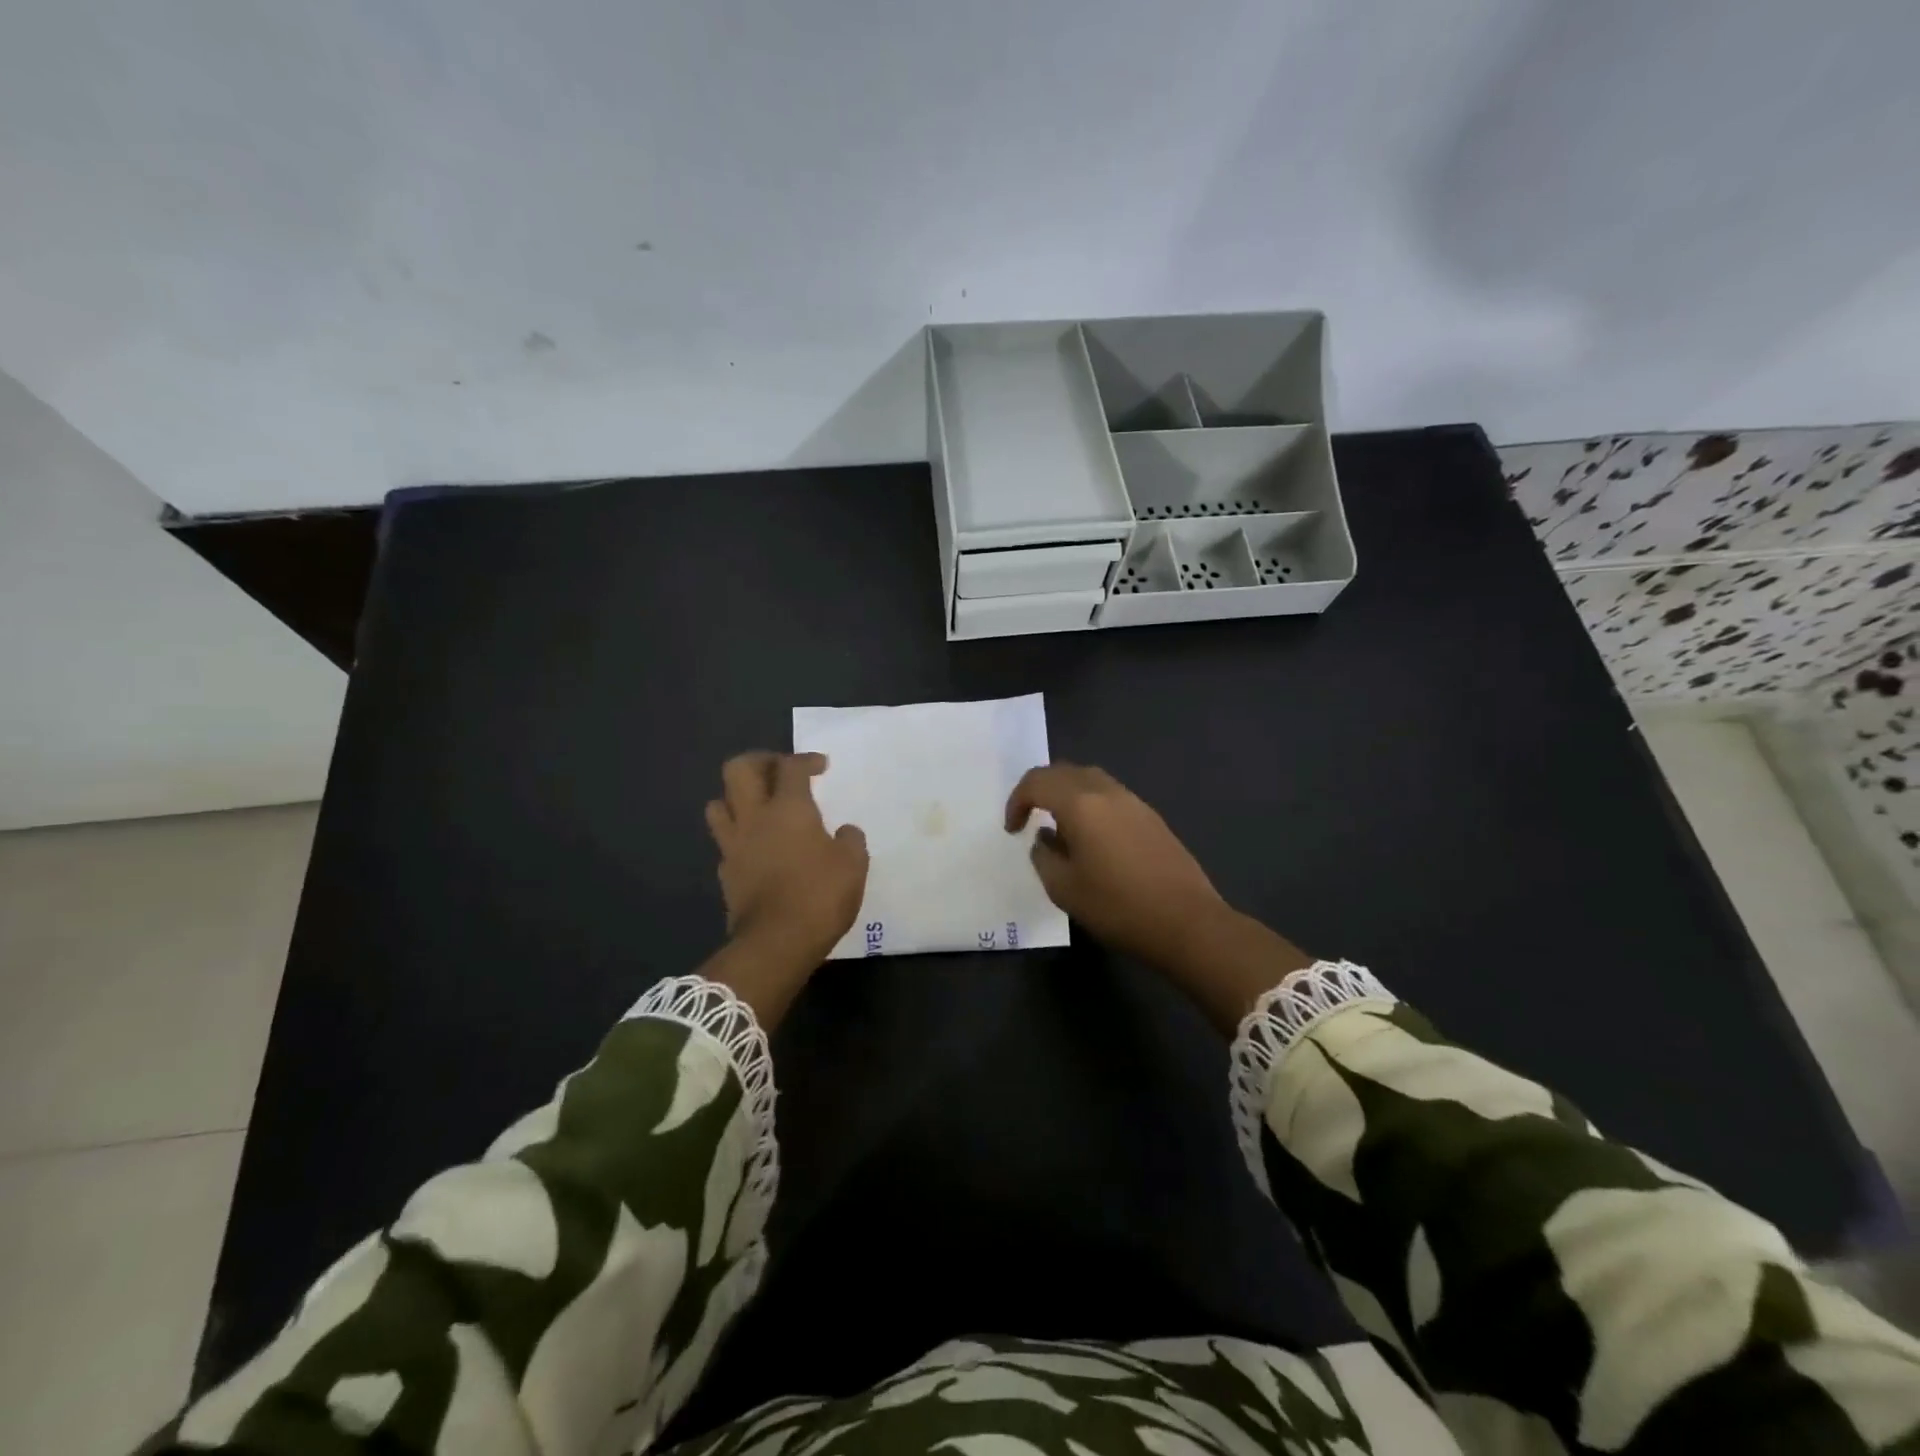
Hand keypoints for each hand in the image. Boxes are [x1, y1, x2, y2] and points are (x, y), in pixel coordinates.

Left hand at [705, 752, 868, 968]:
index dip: (806, 760)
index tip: (821, 767)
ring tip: (759, 806)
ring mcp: (734, 845)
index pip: (790, 766)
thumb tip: (845, 831)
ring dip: (736, 797)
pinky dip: (738, 836)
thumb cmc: (820, 896)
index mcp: (788, 808)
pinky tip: (757, 847)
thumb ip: (850, 840)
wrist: (776, 943)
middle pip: (738, 769)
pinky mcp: (726, 873)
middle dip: (759, 761)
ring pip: (718, 803)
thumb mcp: (853, 865)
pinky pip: (725, 842)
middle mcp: (754, 817)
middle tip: (780, 771)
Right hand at [1005, 762, 1230, 967]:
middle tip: (1029, 818)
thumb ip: (1044, 856)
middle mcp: (1107, 792)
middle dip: (1040, 790)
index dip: (1017, 801)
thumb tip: (1045, 839)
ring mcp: (1134, 802)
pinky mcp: (1152, 818)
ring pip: (1090, 780)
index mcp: (1081, 804)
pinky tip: (1092, 839)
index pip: (1037, 782)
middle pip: (1064, 772)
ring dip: (1067, 795)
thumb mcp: (1064, 888)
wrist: (1187, 922)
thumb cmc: (1118, 907)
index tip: (1012, 829)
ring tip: (1060, 828)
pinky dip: (1091, 805)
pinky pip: (1111, 797)